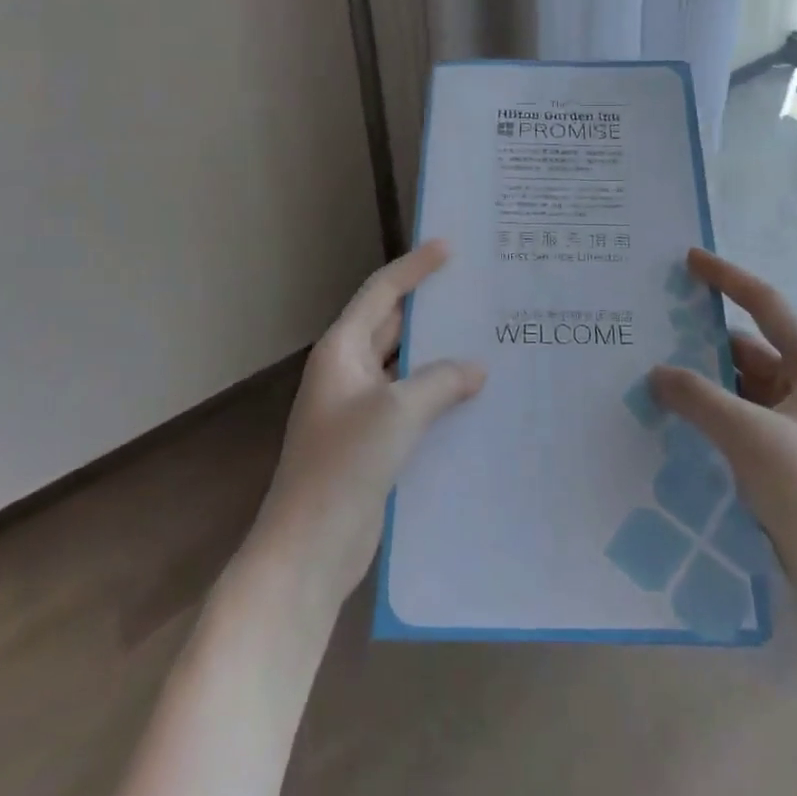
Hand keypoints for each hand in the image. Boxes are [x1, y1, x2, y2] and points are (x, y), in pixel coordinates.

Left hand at [251, 240, 484, 606]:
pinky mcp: (373, 441)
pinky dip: (438, 394)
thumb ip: (440, 382)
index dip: (414, 267)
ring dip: (439, 355)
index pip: (382, 293)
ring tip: (486, 339)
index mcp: (342, 350)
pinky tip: (474, 396)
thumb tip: (476, 369)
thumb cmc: (345, 465)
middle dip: (432, 309)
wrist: (310, 548)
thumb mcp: (397, 413)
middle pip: (394, 325)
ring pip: (406, 366)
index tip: (449, 247)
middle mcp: (349, 371)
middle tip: (477, 291)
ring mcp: (360, 408)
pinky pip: (411, 403)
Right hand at [650, 248, 796, 584]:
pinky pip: (735, 423)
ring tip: (650, 374)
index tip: (689, 259)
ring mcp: (792, 430)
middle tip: (652, 328)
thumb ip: (698, 397)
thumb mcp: (749, 435)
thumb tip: (656, 373)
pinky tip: (671, 420)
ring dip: (701, 383)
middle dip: (702, 340)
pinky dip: (706, 416)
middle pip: (747, 350)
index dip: (728, 278)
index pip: (766, 307)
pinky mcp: (779, 463)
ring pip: (738, 389)